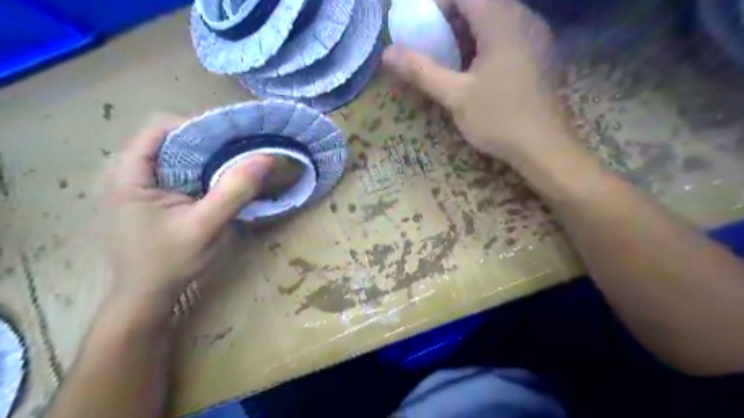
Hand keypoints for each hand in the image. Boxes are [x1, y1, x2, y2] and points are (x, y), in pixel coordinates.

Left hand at [103, 119, 272, 304]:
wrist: (146, 295)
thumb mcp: (206, 226)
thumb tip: (265, 158)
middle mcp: (126, 172)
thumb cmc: (170, 262)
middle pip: (167, 138)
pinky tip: (218, 179)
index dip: (196, 125)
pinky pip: (175, 171)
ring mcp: (135, 185)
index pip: (158, 128)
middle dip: (206, 139)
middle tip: (239, 148)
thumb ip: (234, 191)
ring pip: (173, 154)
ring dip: (205, 154)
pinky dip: (199, 169)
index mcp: (129, 174)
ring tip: (234, 160)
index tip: (231, 136)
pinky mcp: (147, 196)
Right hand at [383, 1, 570, 161]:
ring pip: (494, 18)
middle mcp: (523, 18)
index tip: (418, 25)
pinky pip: (507, 33)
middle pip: (480, 3)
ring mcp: (535, 35)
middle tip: (429, 41)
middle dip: (450, 18)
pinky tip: (473, 66)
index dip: (436, 5)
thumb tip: (387, 53)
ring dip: (467, 31)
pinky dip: (484, 41)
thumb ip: (421, 71)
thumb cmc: (499, 119)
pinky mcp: (538, 53)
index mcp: (502, 21)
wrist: (543, 147)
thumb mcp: (455, 96)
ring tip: (447, 55)